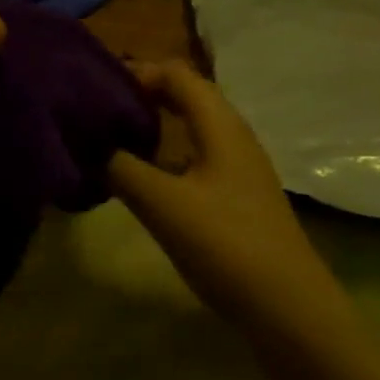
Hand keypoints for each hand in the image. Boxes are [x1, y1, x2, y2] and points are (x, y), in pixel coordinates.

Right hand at [108, 61, 329, 324]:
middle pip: (185, 96)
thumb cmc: (226, 244)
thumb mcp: (163, 204)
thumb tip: (90, 145)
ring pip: (190, 129)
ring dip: (153, 126)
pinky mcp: (237, 196)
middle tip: (97, 110)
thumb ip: (121, 168)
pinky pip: (195, 158)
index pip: (175, 73)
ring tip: (111, 140)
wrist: (288, 307)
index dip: (136, 72)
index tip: (94, 87)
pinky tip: (142, 180)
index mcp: (220, 125)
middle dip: (141, 96)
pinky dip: (165, 156)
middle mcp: (232, 136)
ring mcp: (238, 167)